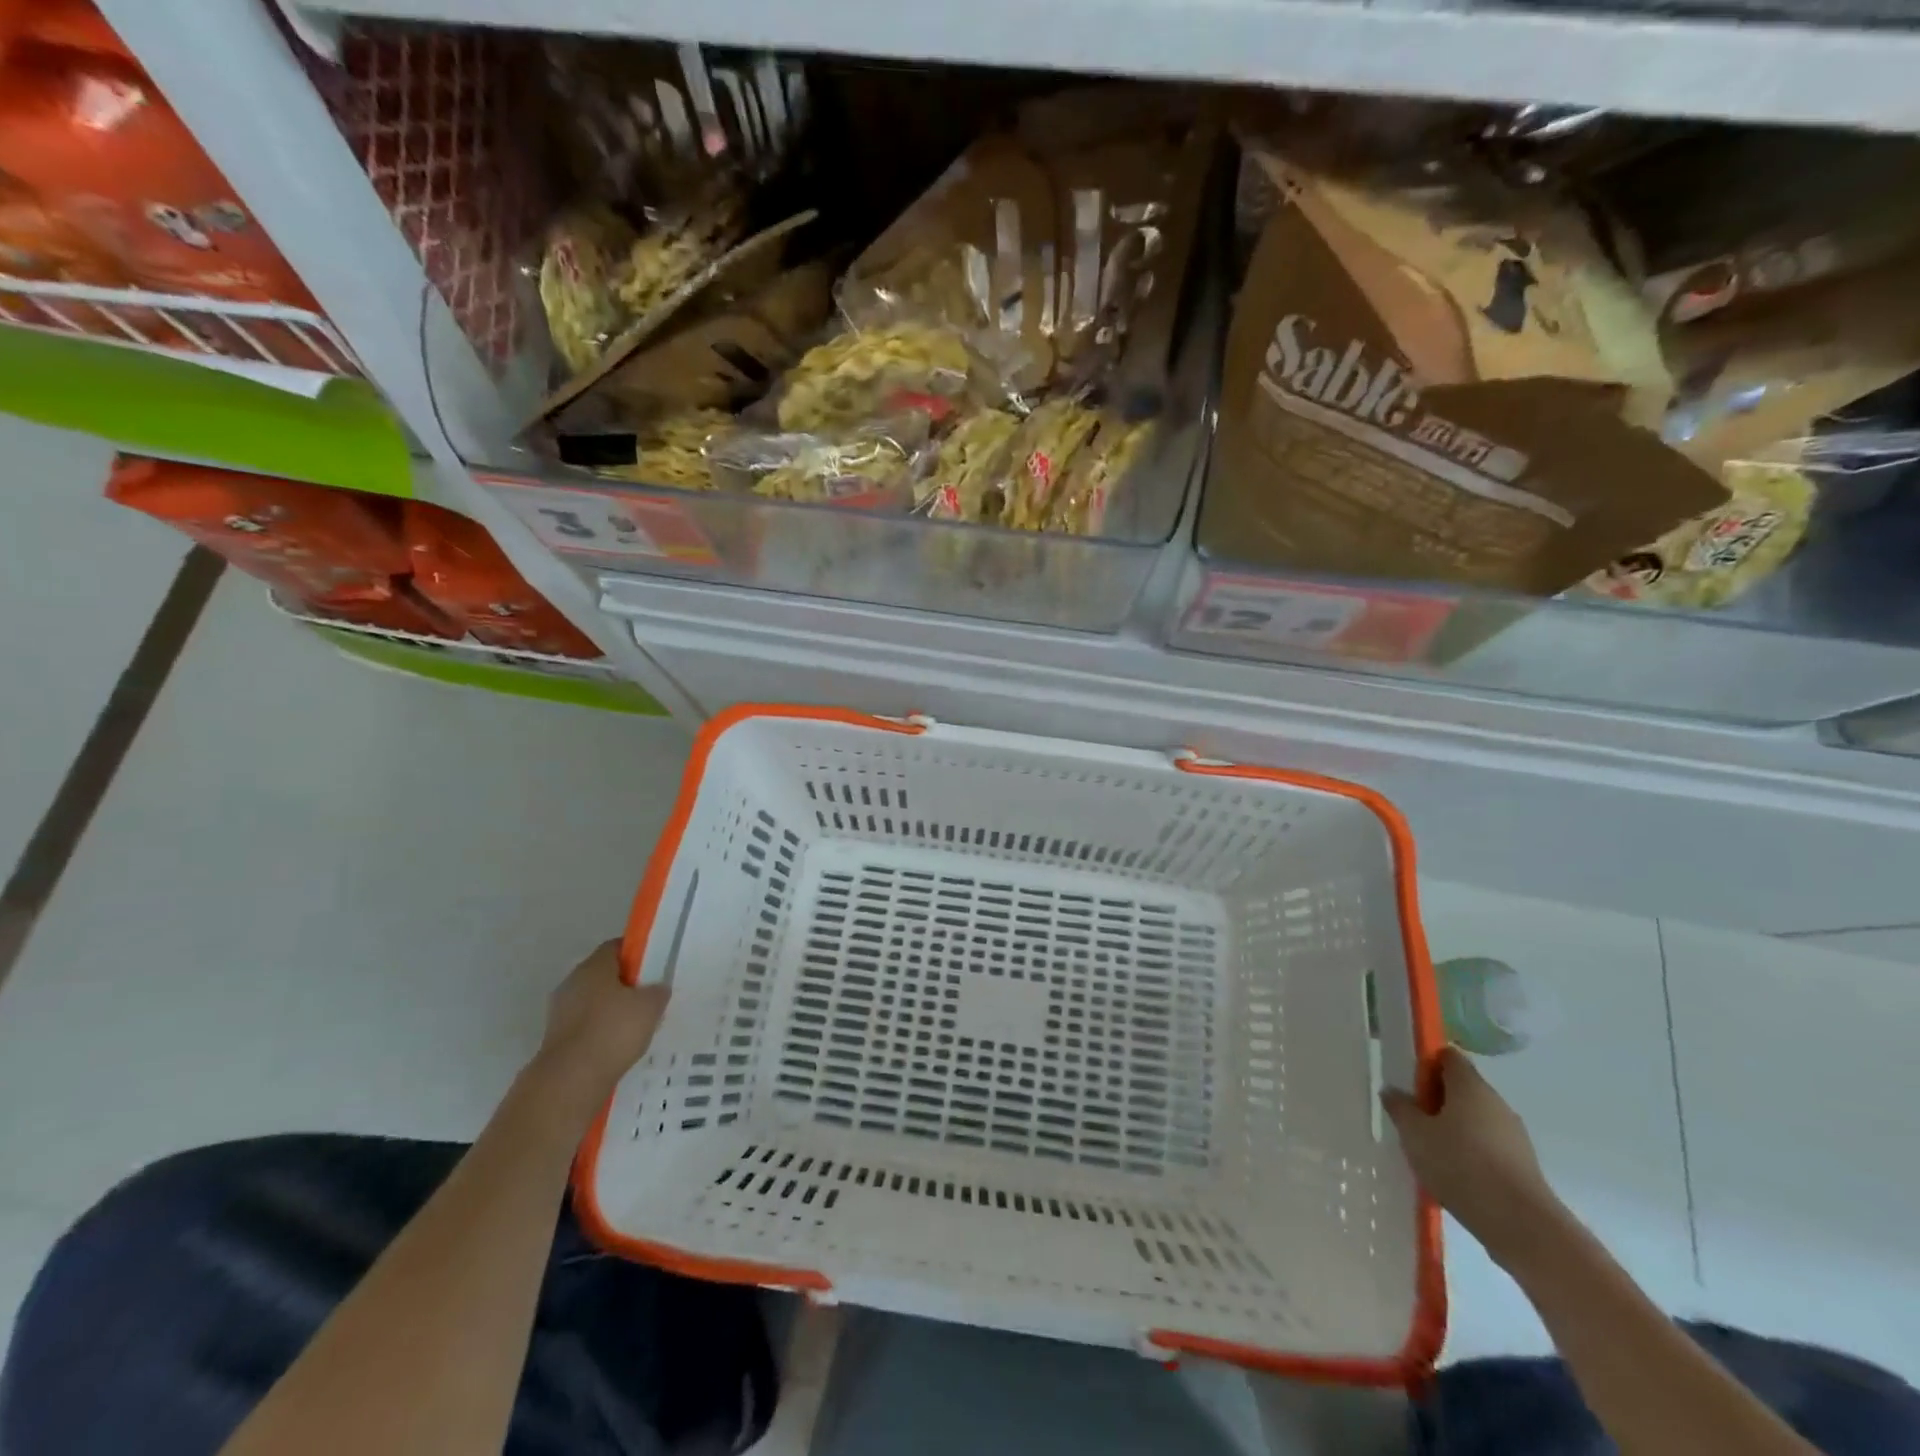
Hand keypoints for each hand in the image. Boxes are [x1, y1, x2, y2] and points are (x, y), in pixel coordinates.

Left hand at [534, 940, 669, 1102]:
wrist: (570, 1081)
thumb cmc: (613, 1031)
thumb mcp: (651, 1006)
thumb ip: (658, 991)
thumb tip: (657, 988)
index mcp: (593, 966)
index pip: (616, 947)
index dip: (637, 953)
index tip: (655, 967)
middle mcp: (572, 983)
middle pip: (603, 975)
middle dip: (626, 984)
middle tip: (649, 997)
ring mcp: (560, 1012)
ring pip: (593, 1002)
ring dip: (612, 1010)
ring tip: (637, 1026)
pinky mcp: (556, 1038)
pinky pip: (586, 1026)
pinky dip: (601, 1032)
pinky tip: (619, 1046)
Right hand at [1382, 1046, 1562, 1266]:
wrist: (1522, 1225)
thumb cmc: (1460, 1165)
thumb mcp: (1415, 1134)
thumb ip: (1400, 1108)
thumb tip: (1393, 1092)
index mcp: (1470, 1086)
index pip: (1448, 1056)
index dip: (1426, 1065)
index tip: (1410, 1087)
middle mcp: (1496, 1102)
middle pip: (1462, 1088)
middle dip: (1437, 1100)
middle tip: (1414, 1121)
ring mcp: (1514, 1135)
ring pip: (1476, 1119)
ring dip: (1453, 1128)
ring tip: (1431, 1153)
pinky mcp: (1523, 1165)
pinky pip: (1489, 1146)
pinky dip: (1471, 1152)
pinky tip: (1455, 1175)